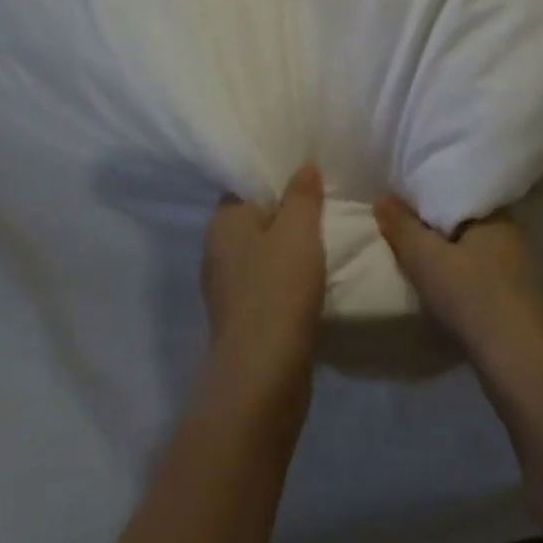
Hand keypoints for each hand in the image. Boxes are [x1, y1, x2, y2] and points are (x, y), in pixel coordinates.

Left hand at [201, 165, 326, 398]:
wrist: (264, 375)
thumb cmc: (278, 288)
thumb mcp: (298, 230)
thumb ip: (302, 195)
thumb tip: (303, 167)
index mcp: (222, 224)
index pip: (244, 186)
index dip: (273, 176)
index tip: (304, 169)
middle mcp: (217, 252)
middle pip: (254, 220)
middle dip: (284, 212)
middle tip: (323, 198)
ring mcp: (228, 290)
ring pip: (263, 254)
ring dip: (288, 247)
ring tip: (326, 234)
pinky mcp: (244, 320)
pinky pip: (269, 284)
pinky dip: (288, 278)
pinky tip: (315, 276)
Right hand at [373, 197, 542, 376]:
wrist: (512, 358)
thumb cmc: (470, 295)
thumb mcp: (425, 257)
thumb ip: (402, 226)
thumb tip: (382, 198)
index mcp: (497, 214)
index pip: (462, 191)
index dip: (433, 194)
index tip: (408, 200)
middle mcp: (511, 234)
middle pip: (466, 220)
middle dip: (439, 225)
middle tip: (406, 226)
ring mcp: (516, 267)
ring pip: (473, 248)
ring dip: (449, 252)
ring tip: (419, 256)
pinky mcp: (513, 297)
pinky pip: (479, 273)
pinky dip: (460, 274)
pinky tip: (442, 285)